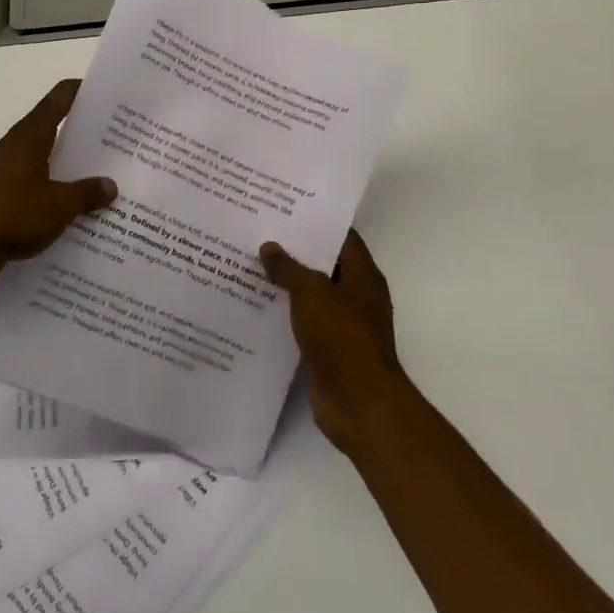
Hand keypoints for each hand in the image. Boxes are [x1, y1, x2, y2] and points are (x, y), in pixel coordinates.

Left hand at [0, 79, 117, 291]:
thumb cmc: (9, 215)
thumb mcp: (57, 206)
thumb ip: (86, 193)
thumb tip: (111, 185)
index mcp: (30, 136)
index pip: (59, 98)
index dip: (85, 91)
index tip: (112, 94)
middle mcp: (17, 147)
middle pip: (56, 128)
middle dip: (87, 133)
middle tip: (123, 140)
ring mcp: (7, 173)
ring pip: (48, 161)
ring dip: (73, 167)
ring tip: (108, 176)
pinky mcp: (3, 198)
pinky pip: (38, 187)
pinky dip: (57, 193)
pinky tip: (79, 210)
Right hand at [260, 231, 406, 453]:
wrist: (358, 403)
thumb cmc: (342, 337)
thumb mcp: (312, 293)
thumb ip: (289, 268)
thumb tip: (269, 247)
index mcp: (363, 277)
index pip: (343, 238)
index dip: (318, 222)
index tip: (286, 210)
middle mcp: (356, 297)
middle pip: (324, 265)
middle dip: (295, 252)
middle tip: (259, 233)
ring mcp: (342, 325)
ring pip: (311, 296)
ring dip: (286, 284)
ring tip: (250, 264)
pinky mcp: (327, 350)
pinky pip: (302, 323)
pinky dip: (283, 314)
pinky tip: (255, 304)